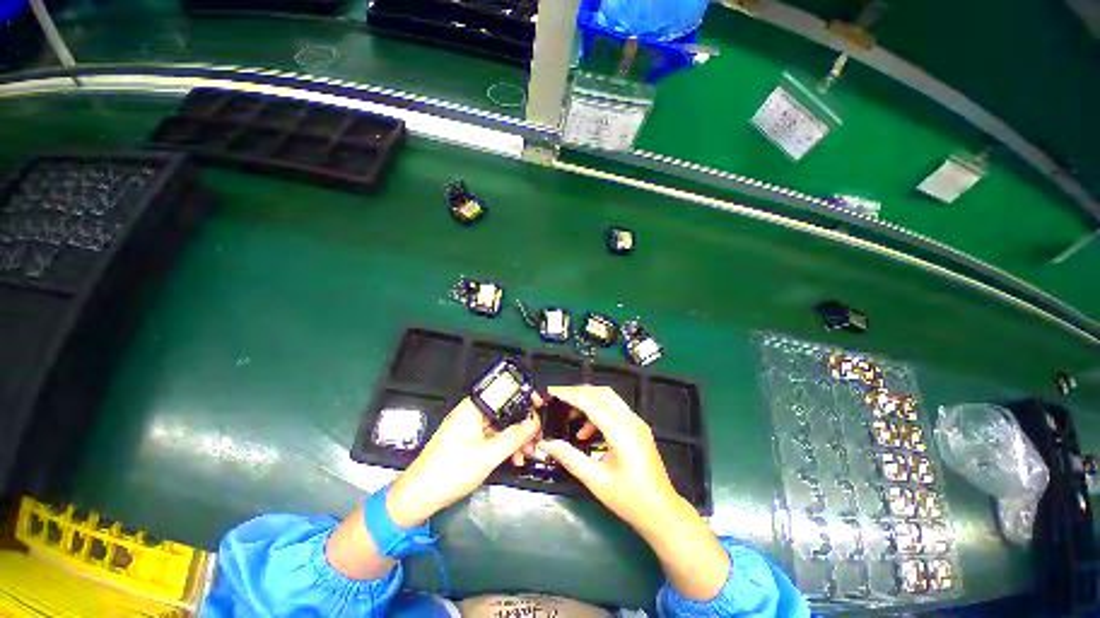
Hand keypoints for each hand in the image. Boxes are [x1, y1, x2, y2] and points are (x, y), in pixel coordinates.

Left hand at [387, 398, 539, 526]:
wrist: (418, 497)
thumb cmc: (452, 471)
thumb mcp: (488, 455)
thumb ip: (514, 437)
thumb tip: (534, 423)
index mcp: (473, 407)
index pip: (505, 392)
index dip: (524, 398)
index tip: (540, 408)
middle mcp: (472, 412)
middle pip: (505, 410)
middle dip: (523, 425)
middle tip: (537, 440)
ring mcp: (470, 426)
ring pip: (501, 425)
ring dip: (516, 439)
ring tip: (528, 455)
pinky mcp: (469, 440)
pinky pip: (493, 436)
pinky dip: (505, 446)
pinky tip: (515, 459)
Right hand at [536, 386, 678, 530]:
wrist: (663, 513)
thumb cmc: (629, 499)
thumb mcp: (595, 480)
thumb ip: (569, 457)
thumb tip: (546, 443)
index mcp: (621, 432)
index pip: (591, 403)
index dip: (569, 395)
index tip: (551, 391)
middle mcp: (631, 421)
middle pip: (602, 393)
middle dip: (579, 392)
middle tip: (559, 399)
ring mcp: (637, 423)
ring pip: (610, 399)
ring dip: (589, 401)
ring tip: (570, 417)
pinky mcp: (638, 428)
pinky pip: (615, 410)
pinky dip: (599, 412)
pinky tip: (587, 433)